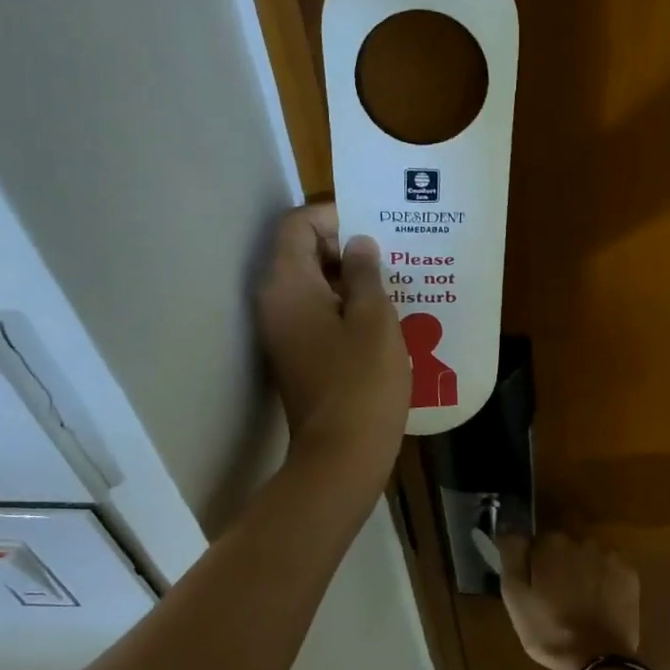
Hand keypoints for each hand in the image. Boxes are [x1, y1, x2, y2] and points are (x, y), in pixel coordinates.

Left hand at [256, 204, 409, 486]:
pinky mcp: (297, 355)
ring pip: (312, 285)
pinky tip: (382, 315)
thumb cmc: (362, 382)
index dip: (333, 215)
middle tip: (392, 250)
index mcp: (288, 285)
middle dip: (345, 245)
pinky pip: (317, 313)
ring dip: (349, 277)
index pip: (297, 225)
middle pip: (301, 253)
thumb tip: (358, 245)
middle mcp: (275, 302)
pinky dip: (344, 305)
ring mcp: (283, 331)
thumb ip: (365, 273)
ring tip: (394, 279)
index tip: (375, 223)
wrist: (342, 455)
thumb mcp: (375, 320)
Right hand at [499, 533, 641, 669]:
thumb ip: (512, 555)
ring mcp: (610, 558)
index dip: (535, 565)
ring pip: (589, 559)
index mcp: (552, 544)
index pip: (538, 544)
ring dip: (583, 573)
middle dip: (560, 566)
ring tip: (580, 604)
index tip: (535, 587)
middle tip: (557, 599)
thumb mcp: (514, 595)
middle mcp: (583, 542)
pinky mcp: (629, 576)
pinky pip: (610, 572)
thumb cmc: (548, 629)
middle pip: (565, 549)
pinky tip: (599, 606)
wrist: (597, 658)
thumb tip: (508, 528)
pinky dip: (605, 583)